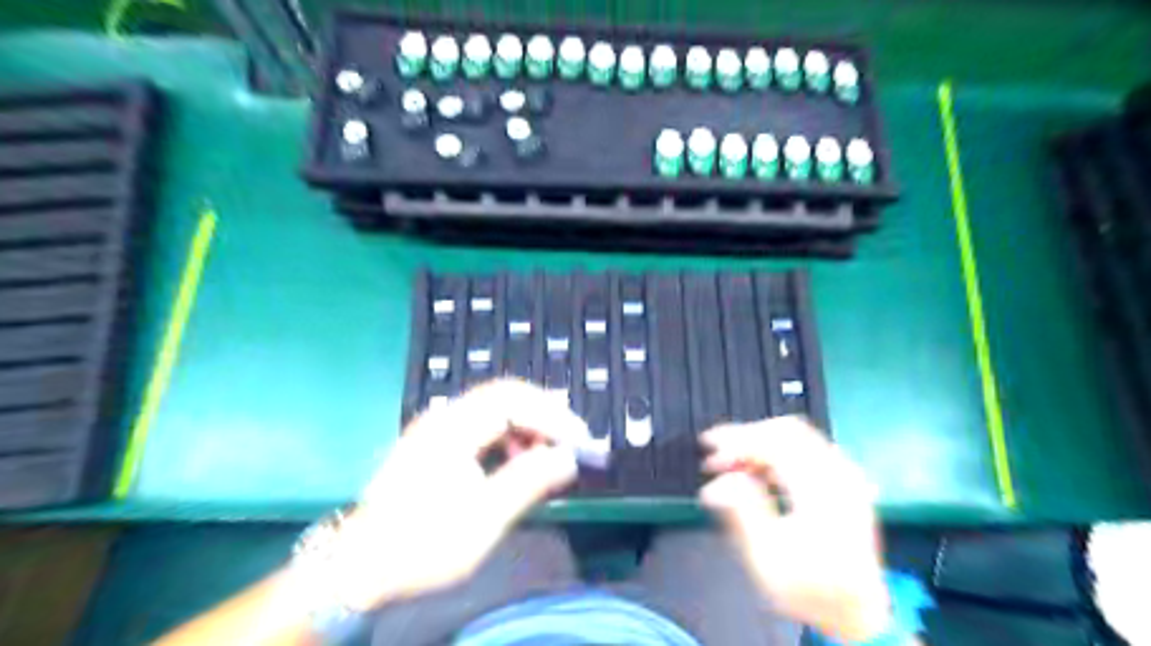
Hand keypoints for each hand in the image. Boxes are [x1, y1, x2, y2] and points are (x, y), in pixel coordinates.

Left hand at [325, 381, 588, 611]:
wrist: (359, 568)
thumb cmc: (423, 544)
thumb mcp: (485, 518)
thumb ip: (530, 481)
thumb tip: (568, 458)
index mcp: (454, 428)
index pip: (514, 400)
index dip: (552, 415)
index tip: (580, 439)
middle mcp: (445, 417)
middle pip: (504, 396)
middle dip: (543, 414)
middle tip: (571, 440)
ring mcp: (437, 428)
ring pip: (494, 409)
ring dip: (526, 425)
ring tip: (546, 453)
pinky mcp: (435, 443)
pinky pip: (481, 425)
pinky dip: (507, 436)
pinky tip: (514, 461)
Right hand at [691, 416, 887, 643]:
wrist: (858, 613)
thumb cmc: (810, 589)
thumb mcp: (768, 559)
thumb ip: (743, 512)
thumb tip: (716, 483)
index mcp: (822, 492)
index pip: (775, 444)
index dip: (737, 441)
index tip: (708, 449)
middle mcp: (838, 475)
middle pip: (786, 431)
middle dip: (745, 437)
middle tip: (716, 456)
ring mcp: (844, 475)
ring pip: (795, 436)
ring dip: (759, 443)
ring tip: (730, 463)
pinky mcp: (843, 480)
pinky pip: (805, 448)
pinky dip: (775, 452)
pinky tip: (755, 470)